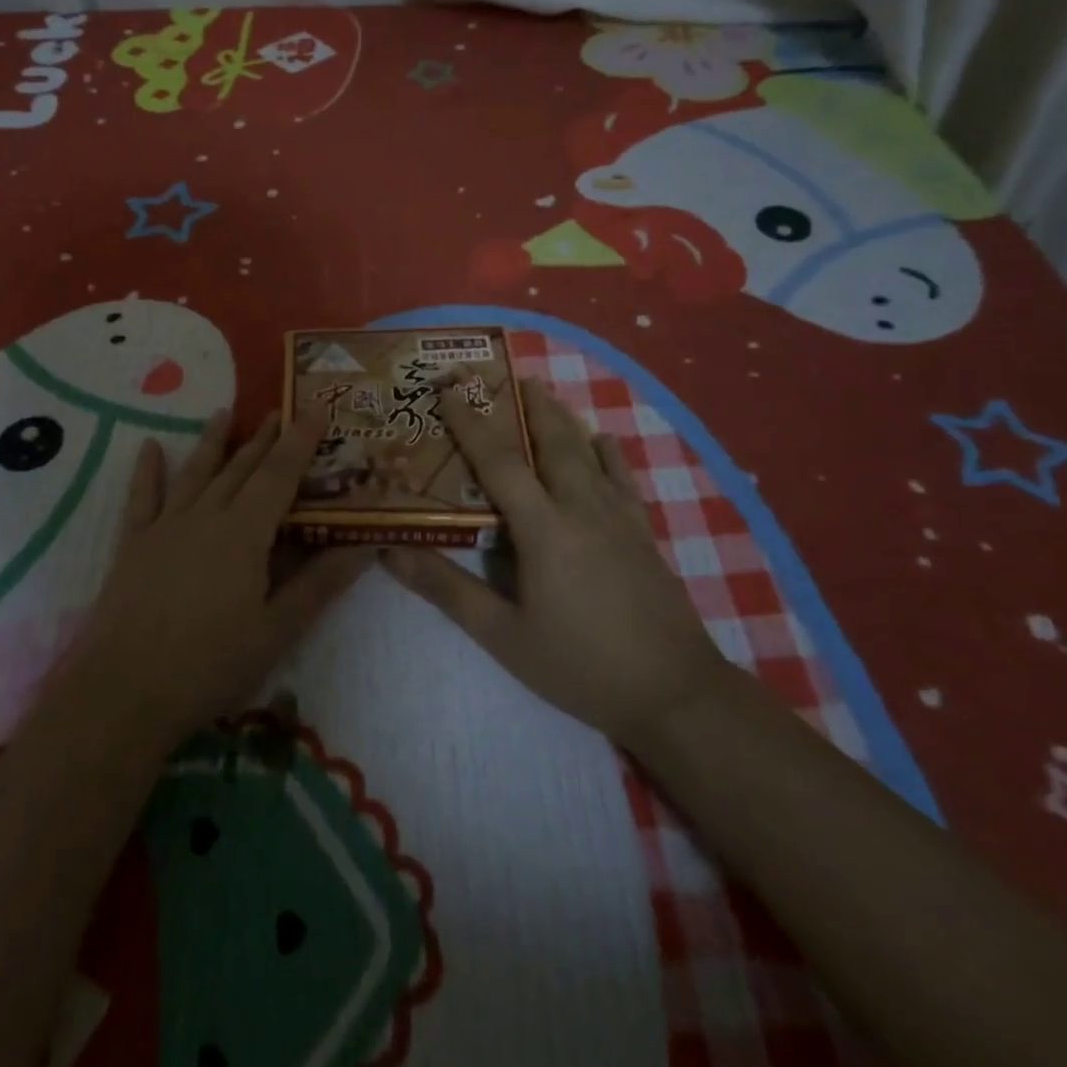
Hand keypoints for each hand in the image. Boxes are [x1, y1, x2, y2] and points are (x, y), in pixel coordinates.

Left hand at [64, 408, 372, 744]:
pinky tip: (149, 447)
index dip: (299, 441)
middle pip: (240, 468)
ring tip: (223, 413)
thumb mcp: (277, 630)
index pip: (280, 475)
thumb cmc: (211, 665)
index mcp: (245, 533)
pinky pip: (142, 497)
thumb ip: (319, 584)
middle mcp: (206, 516)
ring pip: (195, 472)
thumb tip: (363, 547)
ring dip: (212, 441)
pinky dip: (147, 470)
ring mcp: (165, 527)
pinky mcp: (134, 544)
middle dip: (263, 438)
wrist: (126, 690)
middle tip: (279, 410)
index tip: (315, 409)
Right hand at [382, 378, 727, 743]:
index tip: (448, 389)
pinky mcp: (643, 533)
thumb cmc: (579, 664)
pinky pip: (622, 477)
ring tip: (543, 391)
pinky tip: (602, 440)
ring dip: (562, 417)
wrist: (674, 692)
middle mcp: (581, 507)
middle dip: (526, 403)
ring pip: (587, 451)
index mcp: (543, 527)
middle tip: (505, 373)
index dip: (470, 422)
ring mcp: (619, 517)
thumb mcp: (502, 634)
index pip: (499, 460)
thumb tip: (391, 551)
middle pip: (551, 440)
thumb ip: (446, 588)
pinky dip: (607, 452)